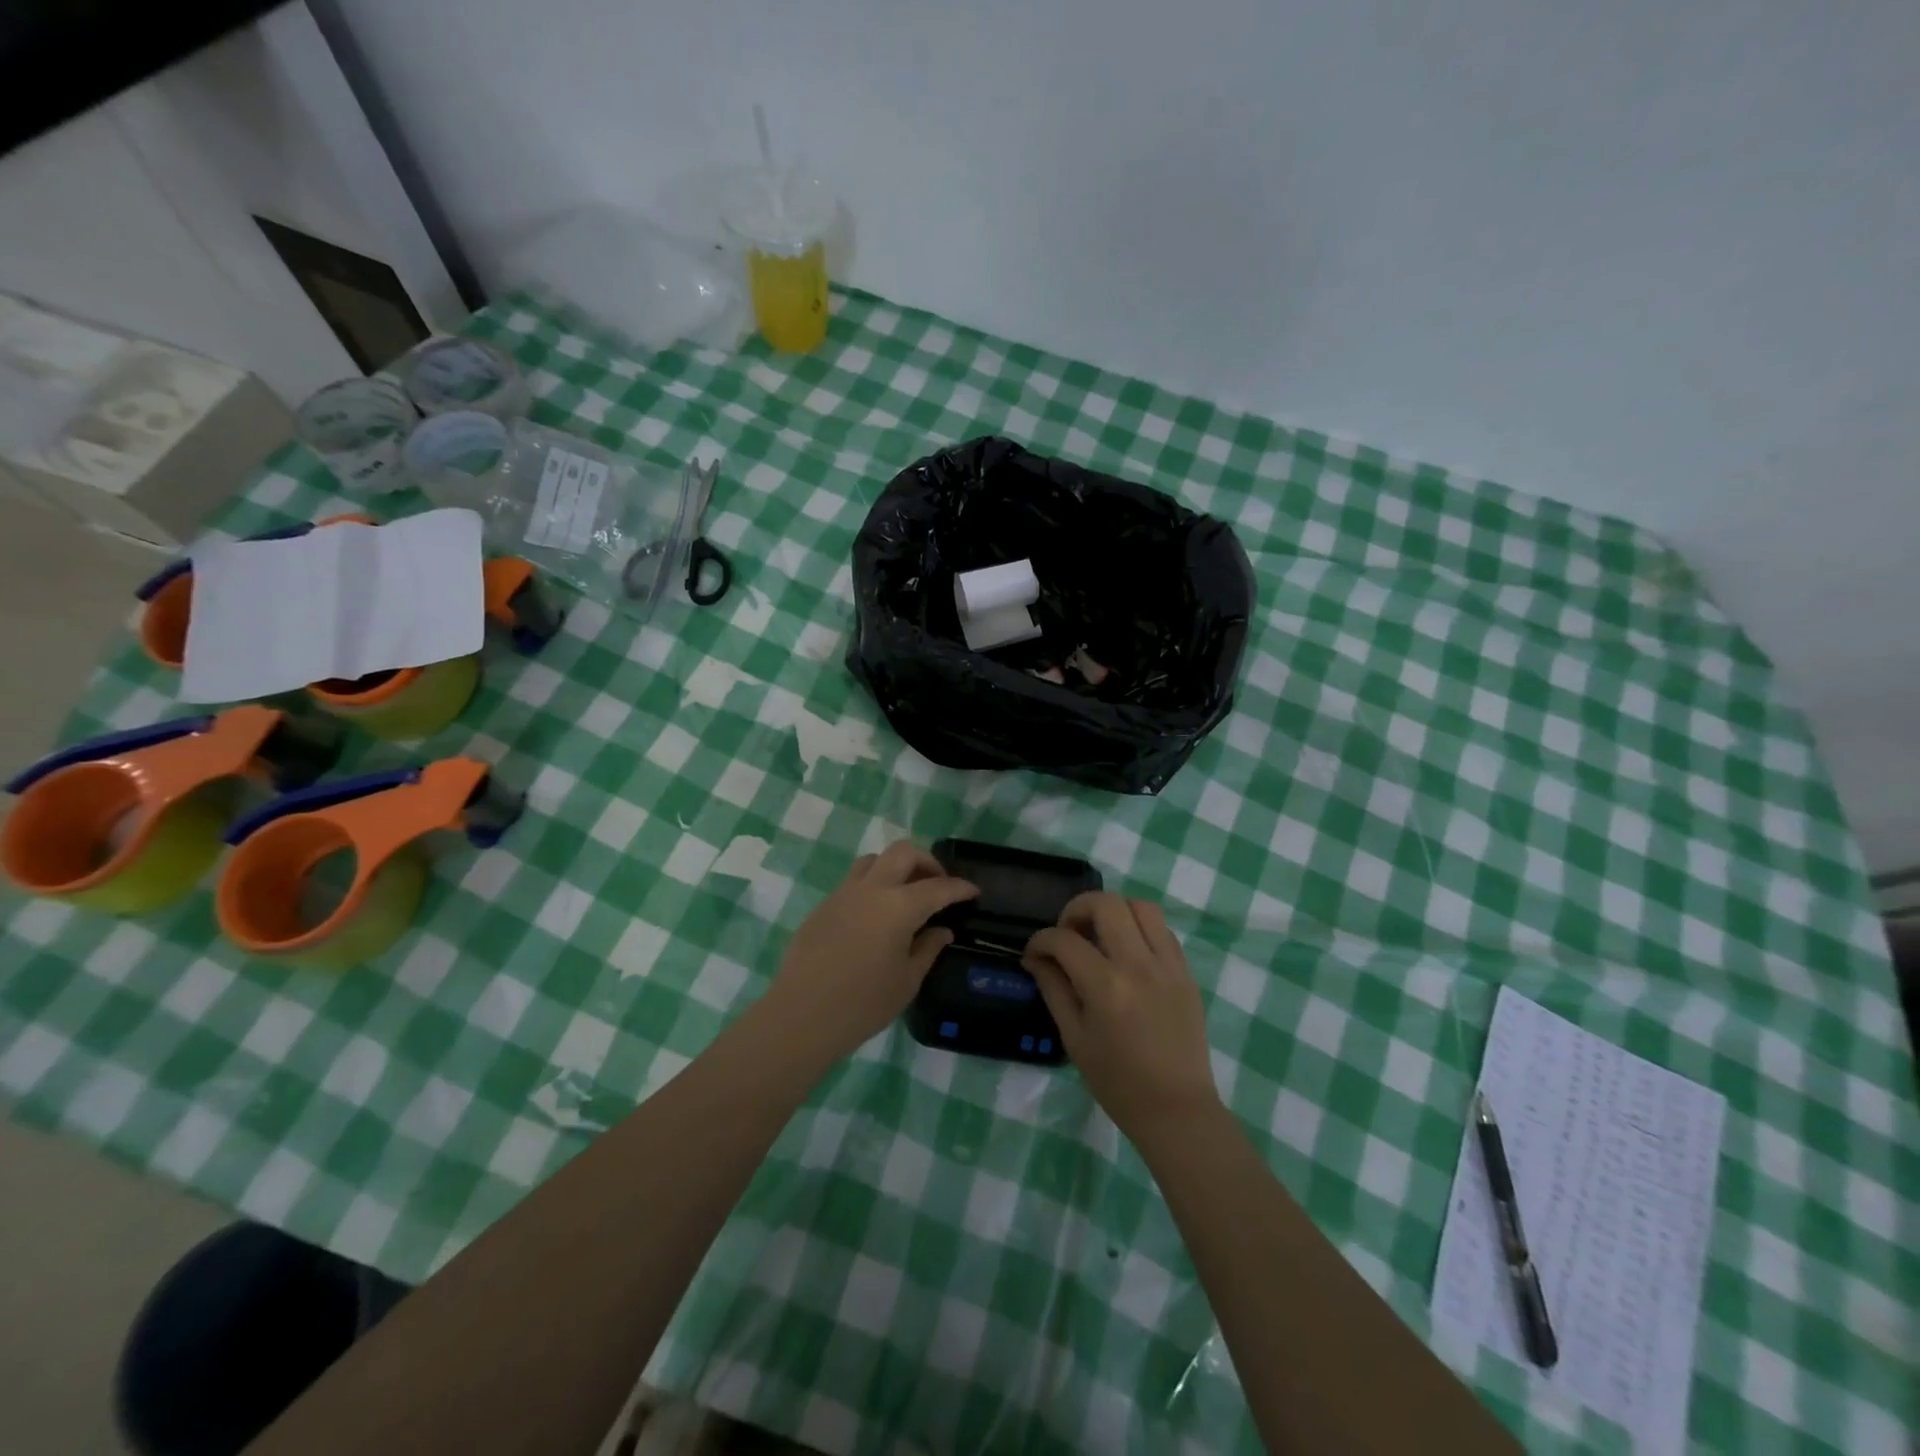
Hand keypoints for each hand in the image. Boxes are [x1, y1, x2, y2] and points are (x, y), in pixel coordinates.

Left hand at [764, 841, 976, 1064]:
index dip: (959, 888)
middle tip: (939, 885)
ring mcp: (843, 893)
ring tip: (906, 893)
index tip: (973, 891)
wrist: (801, 1016)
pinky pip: (854, 881)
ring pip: (874, 859)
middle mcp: (871, 888)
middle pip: (904, 852)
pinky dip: (874, 885)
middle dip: (927, 861)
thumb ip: (928, 949)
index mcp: (898, 906)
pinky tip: (876, 915)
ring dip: (896, 867)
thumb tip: (941, 930)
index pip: (938, 887)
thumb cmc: (862, 1004)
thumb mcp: (906, 981)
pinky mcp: (824, 905)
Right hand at [1023, 892, 1219, 1139]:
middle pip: (1106, 903)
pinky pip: (1162, 930)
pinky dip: (1140, 928)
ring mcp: (1168, 965)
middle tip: (1068, 932)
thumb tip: (1035, 958)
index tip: (1034, 953)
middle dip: (1077, 908)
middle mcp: (1138, 965)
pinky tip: (1128, 951)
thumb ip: (1053, 989)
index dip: (1040, 940)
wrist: (1176, 1109)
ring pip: (1141, 906)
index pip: (1064, 939)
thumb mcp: (1074, 1038)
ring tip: (1101, 934)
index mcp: (1106, 986)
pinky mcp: (1185, 972)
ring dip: (1114, 911)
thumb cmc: (1117, 1082)